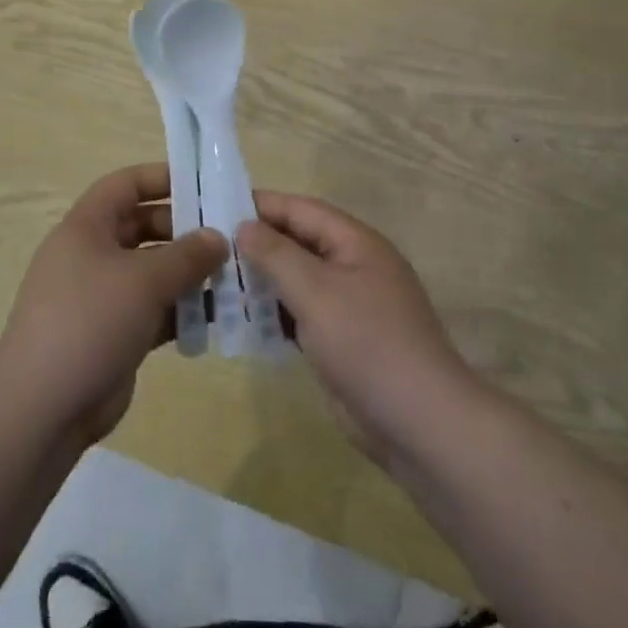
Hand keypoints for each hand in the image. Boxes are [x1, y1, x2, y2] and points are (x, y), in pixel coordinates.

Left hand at [0, 163, 226, 448]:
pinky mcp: (114, 333)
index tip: (204, 185)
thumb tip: (218, 237)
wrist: (43, 409)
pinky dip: (182, 309)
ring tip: (233, 275)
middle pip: (143, 226)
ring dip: (189, 272)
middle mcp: (92, 254)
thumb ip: (187, 254)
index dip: (163, 178)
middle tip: (229, 237)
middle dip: (185, 230)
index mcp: (87, 227)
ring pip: (152, 270)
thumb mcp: (144, 279)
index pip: (126, 184)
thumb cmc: (90, 321)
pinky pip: (154, 309)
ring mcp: (102, 296)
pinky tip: (218, 315)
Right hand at [239, 196, 476, 466]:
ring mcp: (350, 305)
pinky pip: (302, 314)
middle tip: (210, 249)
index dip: (262, 205)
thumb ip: (277, 255)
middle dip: (258, 244)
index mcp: (356, 243)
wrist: (418, 422)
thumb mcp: (316, 291)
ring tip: (217, 284)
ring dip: (263, 281)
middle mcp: (354, 266)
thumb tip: (245, 226)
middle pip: (299, 243)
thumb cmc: (367, 343)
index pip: (302, 210)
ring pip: (299, 280)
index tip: (218, 206)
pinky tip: (244, 322)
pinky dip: (275, 314)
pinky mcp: (343, 340)